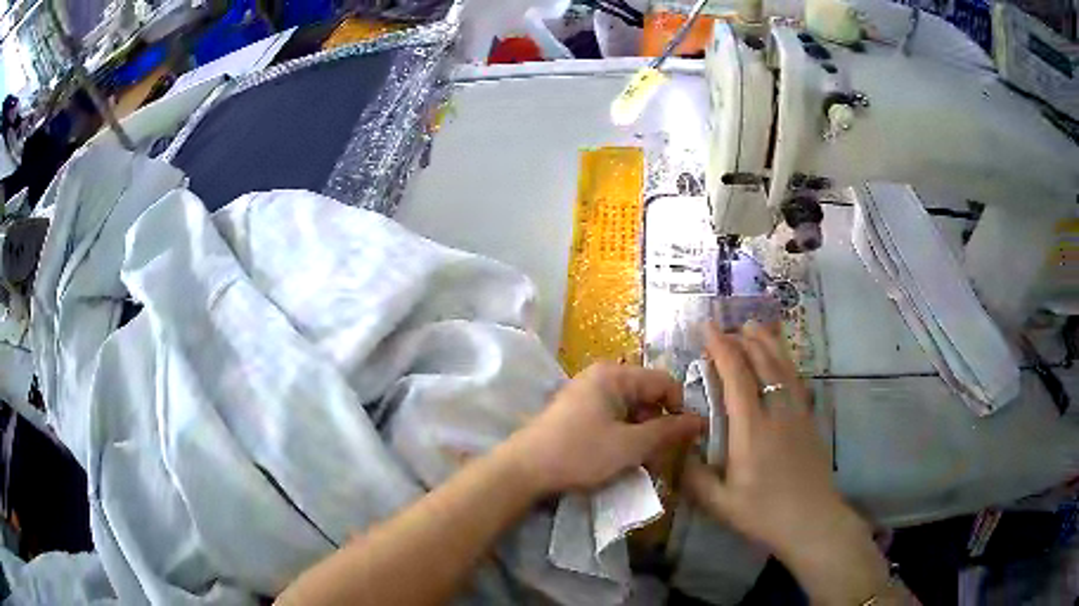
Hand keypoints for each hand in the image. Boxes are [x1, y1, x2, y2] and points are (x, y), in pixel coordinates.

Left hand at [506, 362, 705, 494]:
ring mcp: (588, 395)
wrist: (524, 469)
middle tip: (660, 459)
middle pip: (648, 397)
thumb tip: (700, 421)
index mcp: (615, 375)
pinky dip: (623, 438)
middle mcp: (602, 378)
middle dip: (659, 428)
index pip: (665, 382)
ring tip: (640, 465)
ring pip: (632, 412)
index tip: (684, 440)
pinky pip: (613, 419)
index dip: (679, 410)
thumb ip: (668, 432)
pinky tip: (621, 461)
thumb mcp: (630, 446)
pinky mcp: (578, 413)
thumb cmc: (580, 453)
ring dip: (642, 437)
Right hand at [682, 323, 904, 605]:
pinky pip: (796, 380)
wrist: (812, 521)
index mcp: (752, 430)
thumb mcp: (720, 503)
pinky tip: (781, 360)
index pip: (736, 377)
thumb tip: (677, 446)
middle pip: (762, 363)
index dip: (721, 348)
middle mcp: (777, 412)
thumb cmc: (764, 514)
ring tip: (754, 326)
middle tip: (726, 326)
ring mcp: (797, 413)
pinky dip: (785, 362)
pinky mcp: (809, 420)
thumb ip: (693, 475)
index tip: (707, 328)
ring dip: (767, 343)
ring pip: (783, 366)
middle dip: (743, 340)